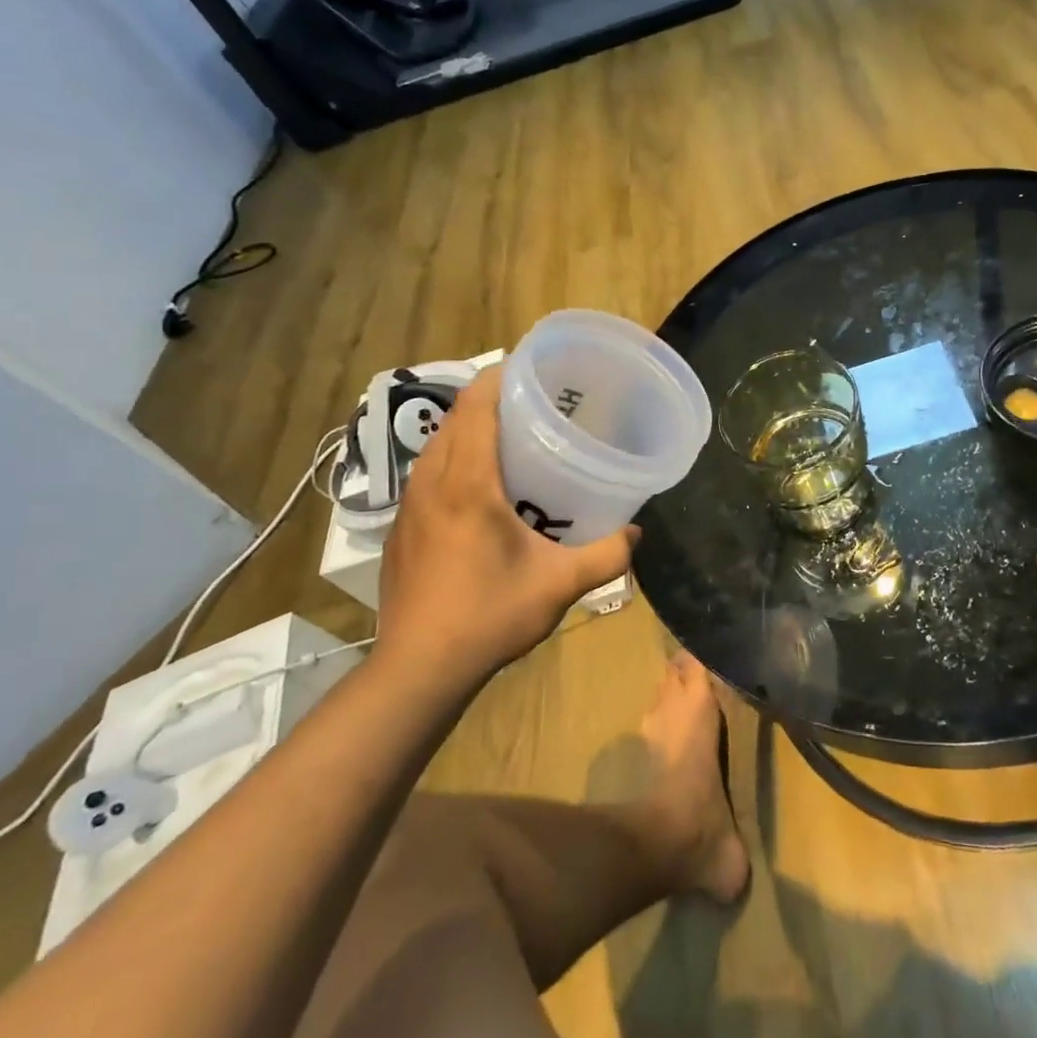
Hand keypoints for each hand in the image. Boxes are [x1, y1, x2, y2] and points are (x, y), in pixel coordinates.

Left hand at [375, 366, 634, 689]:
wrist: (418, 669)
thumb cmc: (489, 616)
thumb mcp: (560, 585)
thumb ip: (606, 554)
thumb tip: (636, 532)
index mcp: (467, 484)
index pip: (475, 408)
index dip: (499, 378)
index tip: (531, 368)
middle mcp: (432, 485)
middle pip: (454, 420)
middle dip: (489, 400)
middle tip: (534, 403)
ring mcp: (409, 508)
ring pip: (436, 447)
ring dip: (468, 430)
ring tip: (510, 438)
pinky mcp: (400, 530)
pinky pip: (427, 475)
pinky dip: (453, 460)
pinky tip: (481, 489)